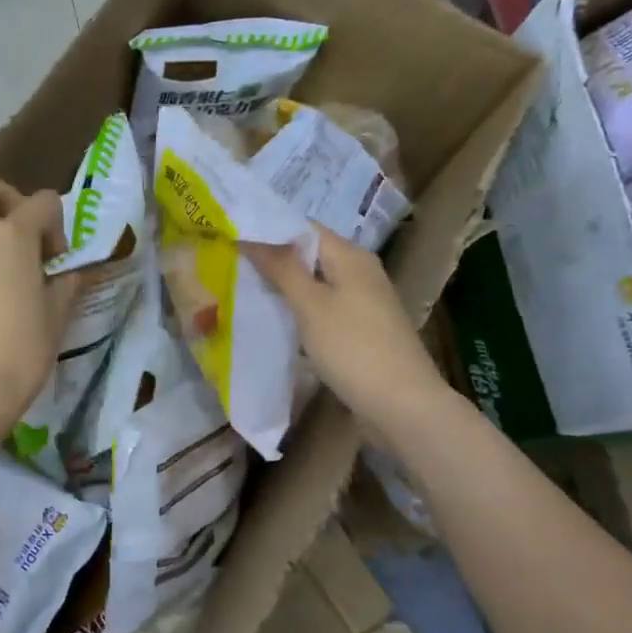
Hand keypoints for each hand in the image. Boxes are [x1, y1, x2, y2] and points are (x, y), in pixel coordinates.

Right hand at [243, 227, 447, 434]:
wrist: (402, 404)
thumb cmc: (353, 348)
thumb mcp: (310, 305)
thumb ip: (281, 268)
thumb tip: (250, 236)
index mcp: (350, 256)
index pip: (302, 227)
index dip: (268, 229)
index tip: (231, 236)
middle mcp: (359, 271)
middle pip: (309, 254)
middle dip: (271, 259)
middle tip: (229, 264)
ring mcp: (363, 301)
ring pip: (315, 283)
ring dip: (284, 286)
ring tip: (243, 289)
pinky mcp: (361, 328)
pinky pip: (323, 307)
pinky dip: (300, 309)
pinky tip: (276, 321)